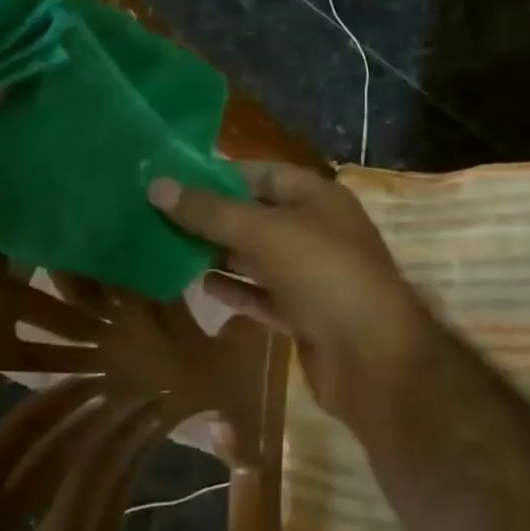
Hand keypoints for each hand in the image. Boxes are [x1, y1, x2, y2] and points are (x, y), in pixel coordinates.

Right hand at [148, 162, 438, 434]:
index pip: (261, 172)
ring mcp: (311, 274)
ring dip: (219, 254)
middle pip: (255, 215)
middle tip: (159, 216)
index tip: (173, 179)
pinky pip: (262, 294)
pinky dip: (235, 290)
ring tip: (169, 248)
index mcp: (316, 197)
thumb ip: (209, 211)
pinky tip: (200, 286)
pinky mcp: (304, 314)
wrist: (372, 358)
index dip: (218, 174)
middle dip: (212, 217)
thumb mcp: (262, 232)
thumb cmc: (322, 274)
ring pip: (257, 257)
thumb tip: (156, 185)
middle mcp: (315, 230)